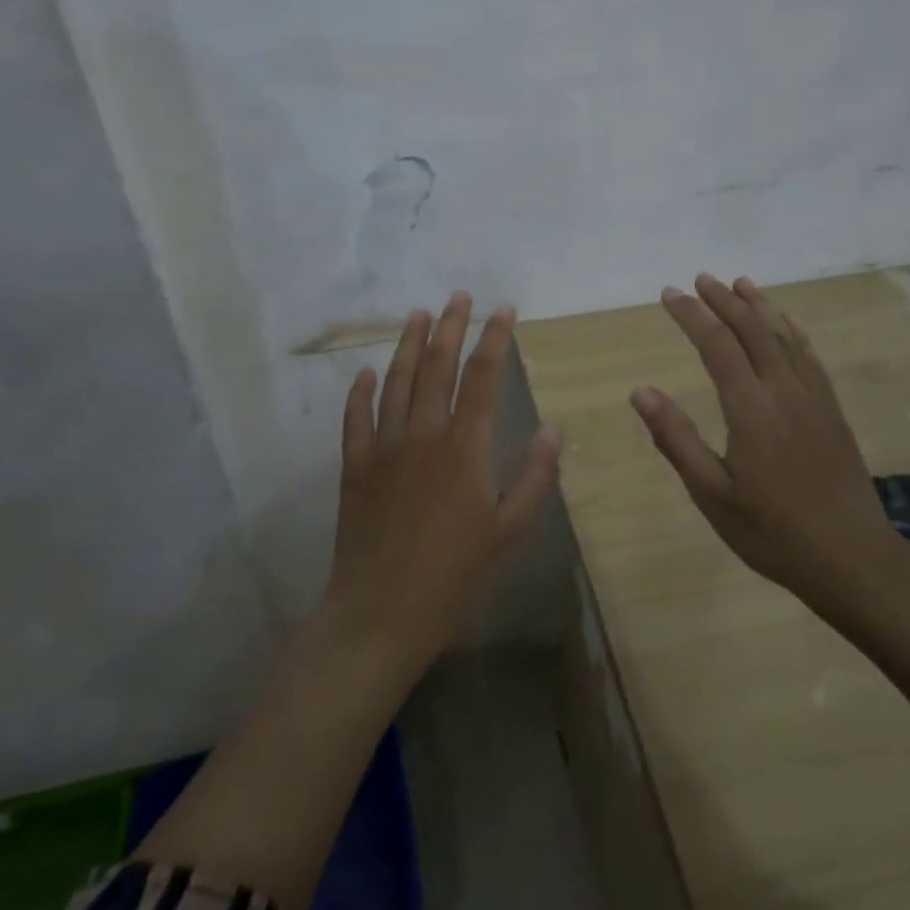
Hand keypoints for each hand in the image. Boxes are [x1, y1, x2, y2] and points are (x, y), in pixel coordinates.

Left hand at [326, 293, 561, 675]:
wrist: (381, 614)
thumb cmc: (454, 576)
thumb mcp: (509, 532)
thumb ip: (534, 477)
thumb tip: (553, 429)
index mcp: (464, 447)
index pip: (482, 377)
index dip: (494, 339)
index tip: (503, 309)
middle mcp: (422, 434)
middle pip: (437, 367)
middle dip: (450, 326)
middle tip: (458, 296)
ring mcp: (383, 448)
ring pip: (396, 382)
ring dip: (408, 345)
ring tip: (418, 315)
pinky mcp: (355, 467)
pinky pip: (356, 418)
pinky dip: (361, 392)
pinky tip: (365, 373)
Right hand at [629, 274, 895, 608]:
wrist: (852, 558)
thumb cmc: (772, 531)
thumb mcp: (712, 494)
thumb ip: (676, 439)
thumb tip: (641, 391)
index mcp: (750, 409)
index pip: (716, 346)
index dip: (691, 315)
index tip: (669, 294)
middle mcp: (784, 391)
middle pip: (752, 330)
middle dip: (724, 301)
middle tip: (700, 279)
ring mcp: (813, 398)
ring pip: (784, 336)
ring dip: (759, 306)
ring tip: (739, 283)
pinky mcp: (831, 410)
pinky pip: (810, 356)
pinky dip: (793, 329)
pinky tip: (786, 320)